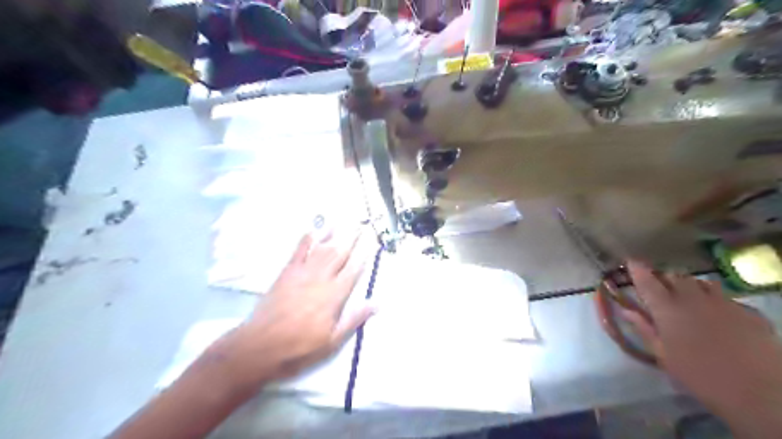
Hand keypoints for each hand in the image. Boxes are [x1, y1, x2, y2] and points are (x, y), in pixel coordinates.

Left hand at [205, 228, 373, 388]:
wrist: (261, 346)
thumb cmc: (300, 347)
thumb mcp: (332, 341)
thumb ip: (354, 319)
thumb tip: (376, 303)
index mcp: (334, 295)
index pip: (354, 270)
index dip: (365, 254)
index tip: (373, 241)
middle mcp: (320, 279)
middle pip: (339, 254)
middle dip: (352, 238)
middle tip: (360, 225)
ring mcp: (302, 273)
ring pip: (321, 249)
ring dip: (333, 234)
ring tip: (343, 222)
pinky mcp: (286, 273)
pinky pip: (299, 251)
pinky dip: (307, 239)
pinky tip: (313, 230)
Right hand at [628, 263, 781, 437]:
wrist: (760, 392)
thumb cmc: (699, 375)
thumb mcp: (663, 355)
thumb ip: (644, 328)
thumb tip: (626, 310)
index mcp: (667, 309)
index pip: (647, 281)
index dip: (637, 269)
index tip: (630, 261)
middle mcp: (693, 299)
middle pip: (675, 276)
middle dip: (664, 277)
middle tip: (659, 286)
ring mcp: (722, 303)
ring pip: (701, 282)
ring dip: (689, 285)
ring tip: (686, 295)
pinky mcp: (747, 311)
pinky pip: (725, 296)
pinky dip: (714, 299)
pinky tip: (716, 313)